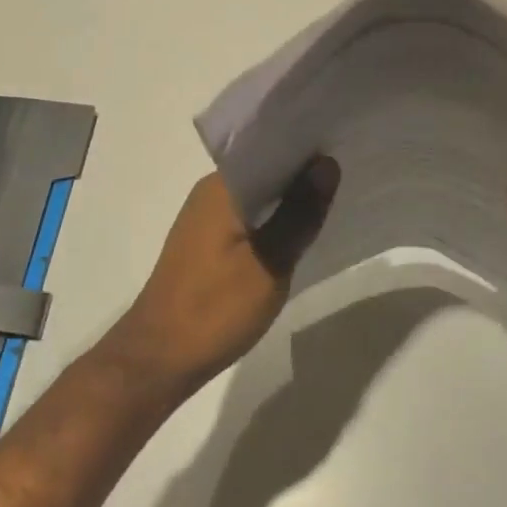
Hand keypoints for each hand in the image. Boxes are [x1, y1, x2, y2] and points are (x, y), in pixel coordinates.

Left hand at [104, 159, 339, 400]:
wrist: (158, 360)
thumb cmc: (214, 309)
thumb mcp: (269, 263)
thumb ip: (299, 213)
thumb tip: (327, 164)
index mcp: (222, 187)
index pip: (270, 149)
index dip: (307, 148)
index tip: (344, 146)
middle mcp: (211, 192)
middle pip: (265, 170)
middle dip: (303, 173)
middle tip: (348, 174)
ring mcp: (206, 218)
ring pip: (258, 196)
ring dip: (289, 198)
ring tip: (333, 198)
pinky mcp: (207, 242)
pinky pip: (248, 217)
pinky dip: (273, 220)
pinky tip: (298, 231)